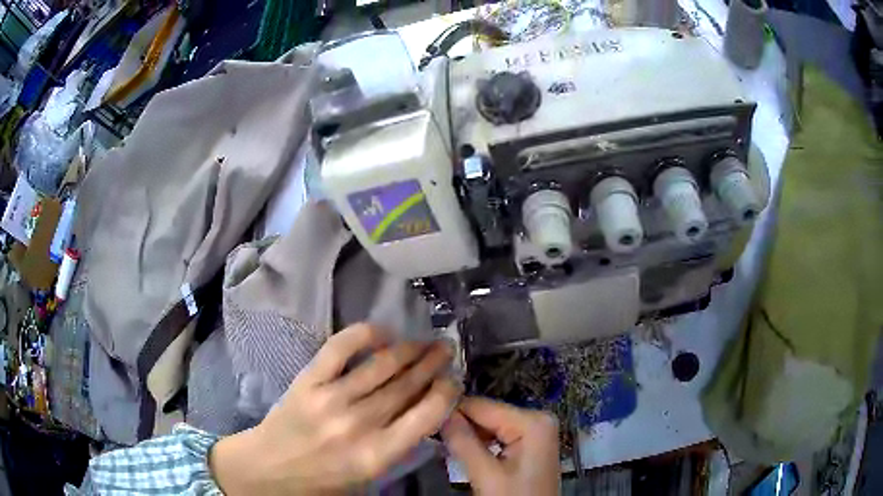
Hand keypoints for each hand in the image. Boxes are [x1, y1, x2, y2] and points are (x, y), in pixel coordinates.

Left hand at [209, 323, 460, 494]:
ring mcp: (331, 398)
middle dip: (433, 364)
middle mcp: (359, 424)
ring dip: (409, 349)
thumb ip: (398, 445)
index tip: (453, 379)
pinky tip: (383, 331)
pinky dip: (365, 334)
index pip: (427, 415)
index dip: (446, 391)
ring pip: (382, 365)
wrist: (269, 469)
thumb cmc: (323, 480)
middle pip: (407, 385)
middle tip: (446, 349)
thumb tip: (424, 408)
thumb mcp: (370, 475)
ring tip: (426, 341)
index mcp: (378, 455)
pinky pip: (340, 348)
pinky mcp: (308, 380)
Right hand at [442, 397, 559, 494]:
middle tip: (433, 437)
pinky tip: (465, 451)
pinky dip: (481, 443)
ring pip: (490, 424)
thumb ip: (462, 441)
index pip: (481, 405)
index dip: (451, 412)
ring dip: (468, 435)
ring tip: (445, 445)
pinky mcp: (531, 443)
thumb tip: (438, 410)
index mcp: (531, 421)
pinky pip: (499, 434)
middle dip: (461, 425)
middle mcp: (538, 417)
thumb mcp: (486, 474)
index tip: (426, 421)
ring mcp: (536, 430)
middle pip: (487, 413)